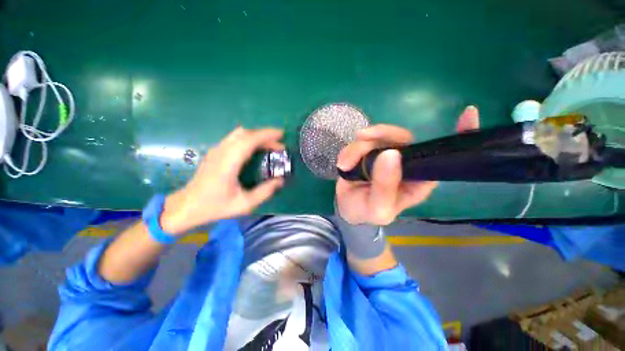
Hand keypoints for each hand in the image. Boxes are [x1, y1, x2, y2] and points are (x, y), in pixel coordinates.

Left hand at [160, 127, 284, 233]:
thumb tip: (280, 180)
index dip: (266, 135)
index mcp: (228, 163)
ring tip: (270, 146)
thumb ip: (265, 192)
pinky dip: (249, 139)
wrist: (187, 206)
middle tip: (280, 145)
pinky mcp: (215, 152)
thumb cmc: (214, 206)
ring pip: (239, 134)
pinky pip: (235, 138)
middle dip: (265, 135)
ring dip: (257, 136)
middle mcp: (221, 152)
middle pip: (245, 133)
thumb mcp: (244, 204)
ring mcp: (216, 150)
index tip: (281, 134)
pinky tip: (256, 149)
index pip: (248, 140)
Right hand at [335, 106, 479, 224]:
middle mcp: (405, 164)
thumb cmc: (367, 212)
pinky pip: (361, 142)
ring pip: (377, 137)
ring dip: (358, 148)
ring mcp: (385, 155)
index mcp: (417, 180)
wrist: (347, 208)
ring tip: (345, 164)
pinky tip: (343, 164)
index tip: (468, 114)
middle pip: (401, 138)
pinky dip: (349, 151)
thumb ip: (385, 185)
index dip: (458, 136)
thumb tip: (390, 153)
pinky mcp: (369, 152)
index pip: (441, 157)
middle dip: (381, 135)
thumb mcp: (378, 207)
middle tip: (361, 138)